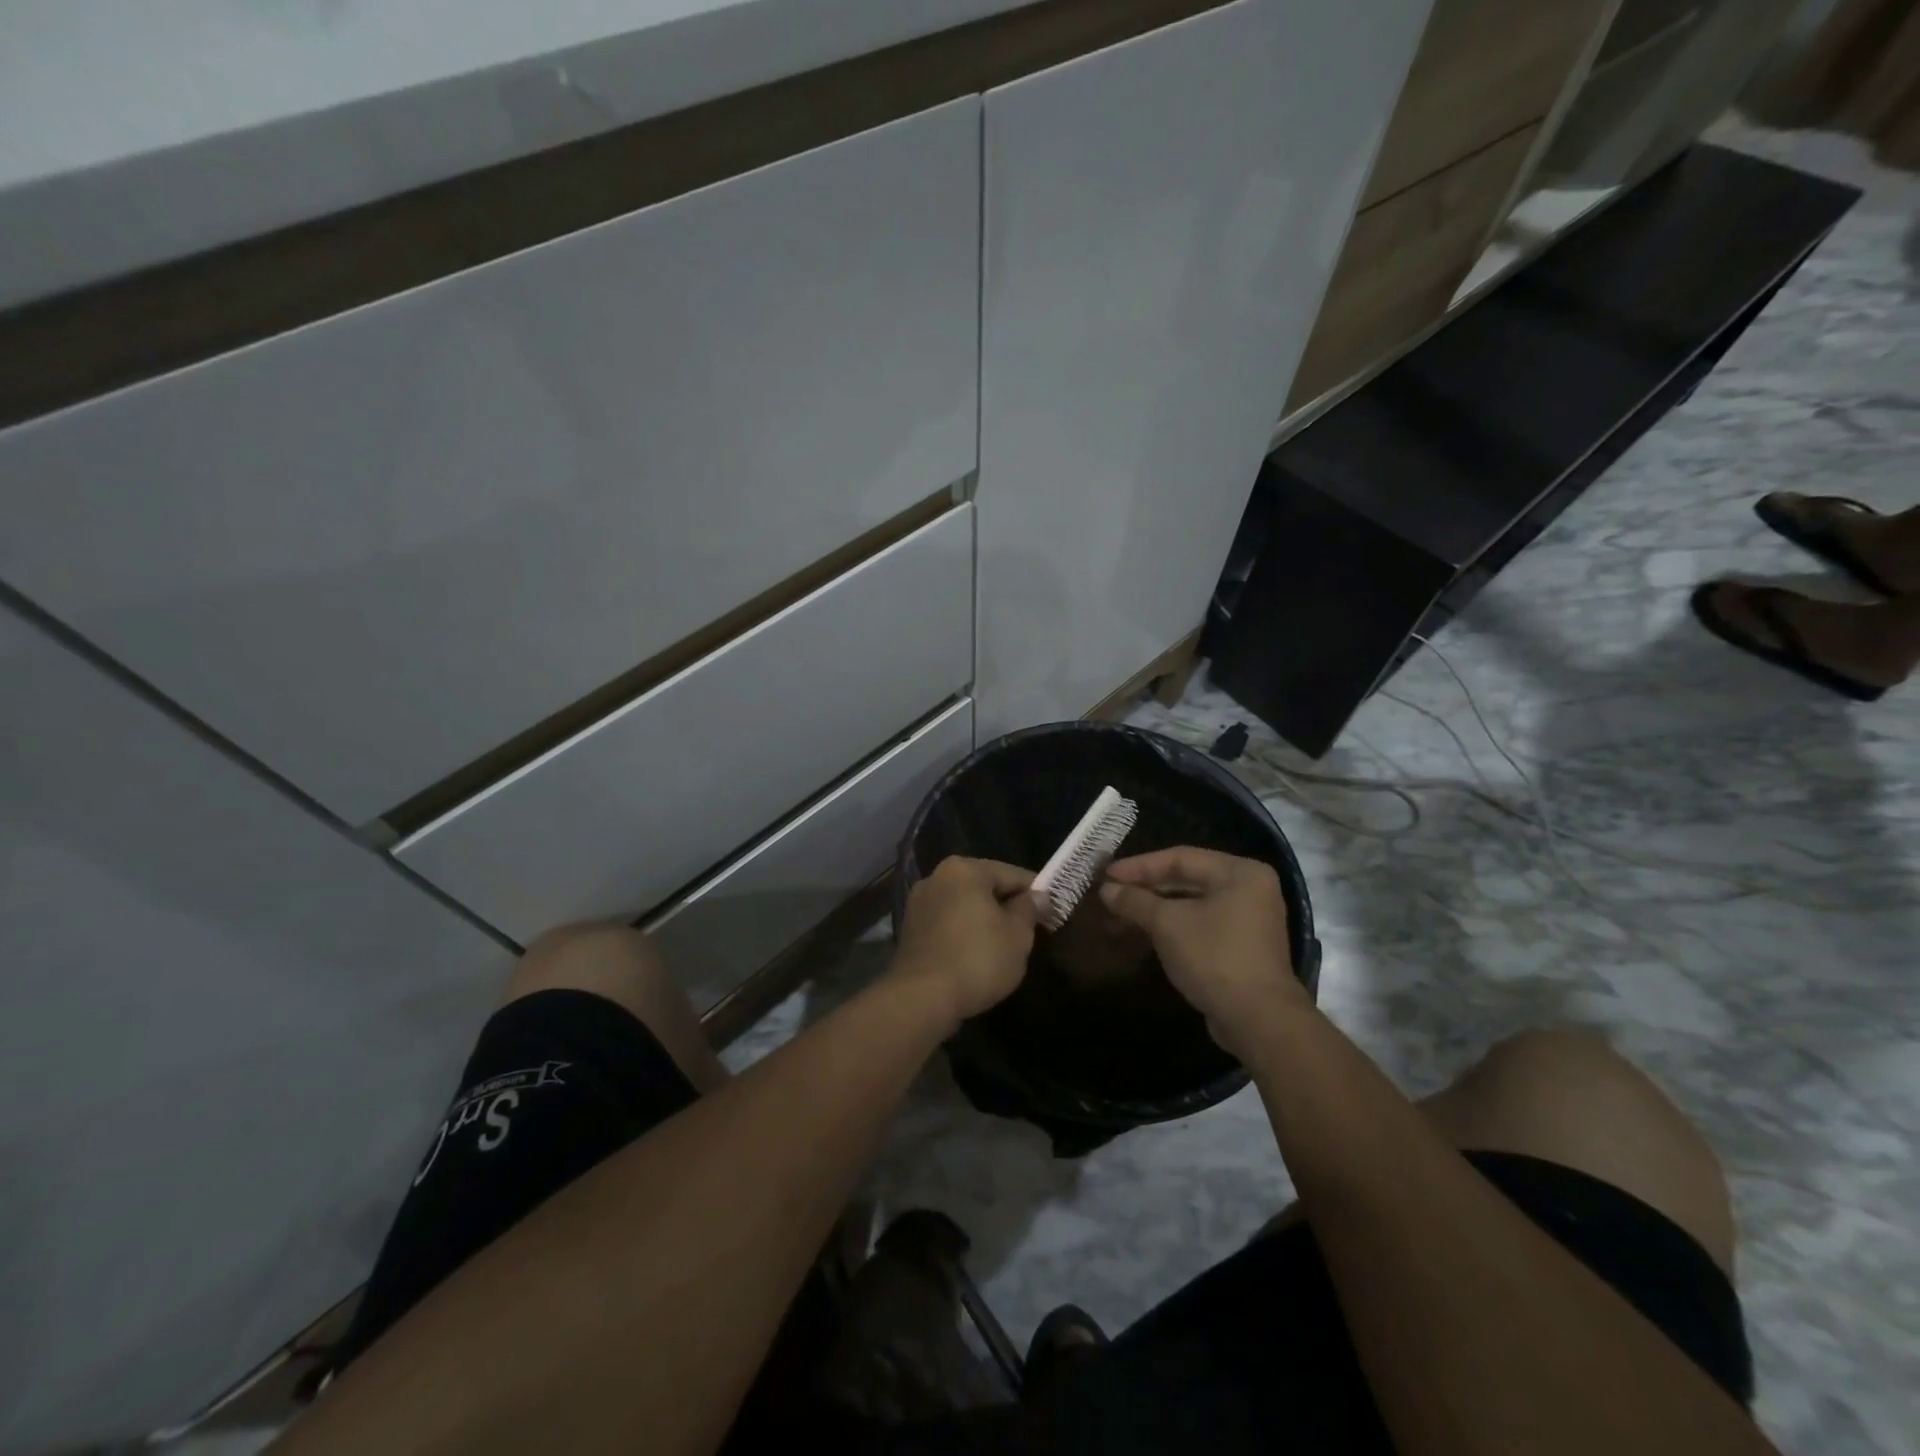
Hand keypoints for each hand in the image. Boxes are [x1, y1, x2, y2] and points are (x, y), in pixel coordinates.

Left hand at [892, 857, 1038, 1023]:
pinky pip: (947, 924)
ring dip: (984, 920)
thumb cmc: (977, 959)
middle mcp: (936, 877)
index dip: (1036, 893)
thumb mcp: (1017, 935)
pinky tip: (976, 955)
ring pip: (964, 906)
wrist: (922, 998)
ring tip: (1004, 946)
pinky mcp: (910, 930)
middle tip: (1030, 931)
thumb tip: (1038, 896)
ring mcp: (919, 904)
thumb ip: (1029, 910)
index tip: (1052, 912)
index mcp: (964, 869)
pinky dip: (963, 934)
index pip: (1012, 874)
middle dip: (1007, 906)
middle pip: (984, 887)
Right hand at [1099, 847, 1306, 1059]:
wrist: (1258, 1020)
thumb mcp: (1167, 924)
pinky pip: (1198, 926)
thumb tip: (1106, 890)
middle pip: (1185, 880)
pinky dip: (1169, 929)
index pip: (1180, 858)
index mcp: (1239, 872)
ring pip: (1189, 906)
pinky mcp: (1240, 948)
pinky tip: (1139, 936)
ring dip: (1152, 912)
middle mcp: (1248, 889)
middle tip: (1109, 896)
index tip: (1106, 875)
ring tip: (1115, 919)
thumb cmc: (1214, 957)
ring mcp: (1247, 920)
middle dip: (1144, 890)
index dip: (1139, 866)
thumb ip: (1135, 901)